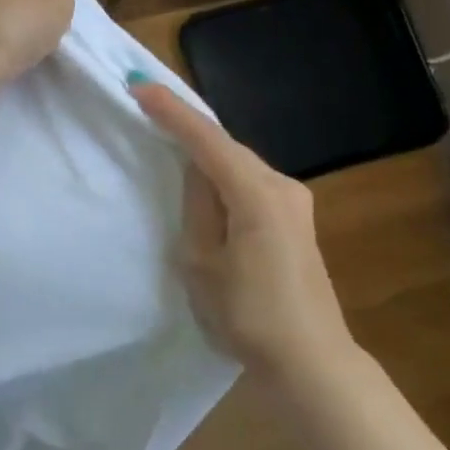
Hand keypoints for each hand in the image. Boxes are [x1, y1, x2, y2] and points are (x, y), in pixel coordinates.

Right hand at [131, 79, 357, 382]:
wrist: (311, 363)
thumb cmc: (248, 315)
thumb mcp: (201, 261)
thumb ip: (197, 206)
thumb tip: (197, 172)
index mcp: (256, 193)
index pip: (207, 139)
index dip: (172, 110)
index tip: (138, 85)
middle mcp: (281, 185)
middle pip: (225, 145)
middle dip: (186, 126)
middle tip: (147, 106)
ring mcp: (293, 202)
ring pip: (238, 162)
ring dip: (204, 151)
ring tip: (167, 138)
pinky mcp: (294, 220)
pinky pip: (249, 181)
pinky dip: (222, 173)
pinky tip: (204, 180)